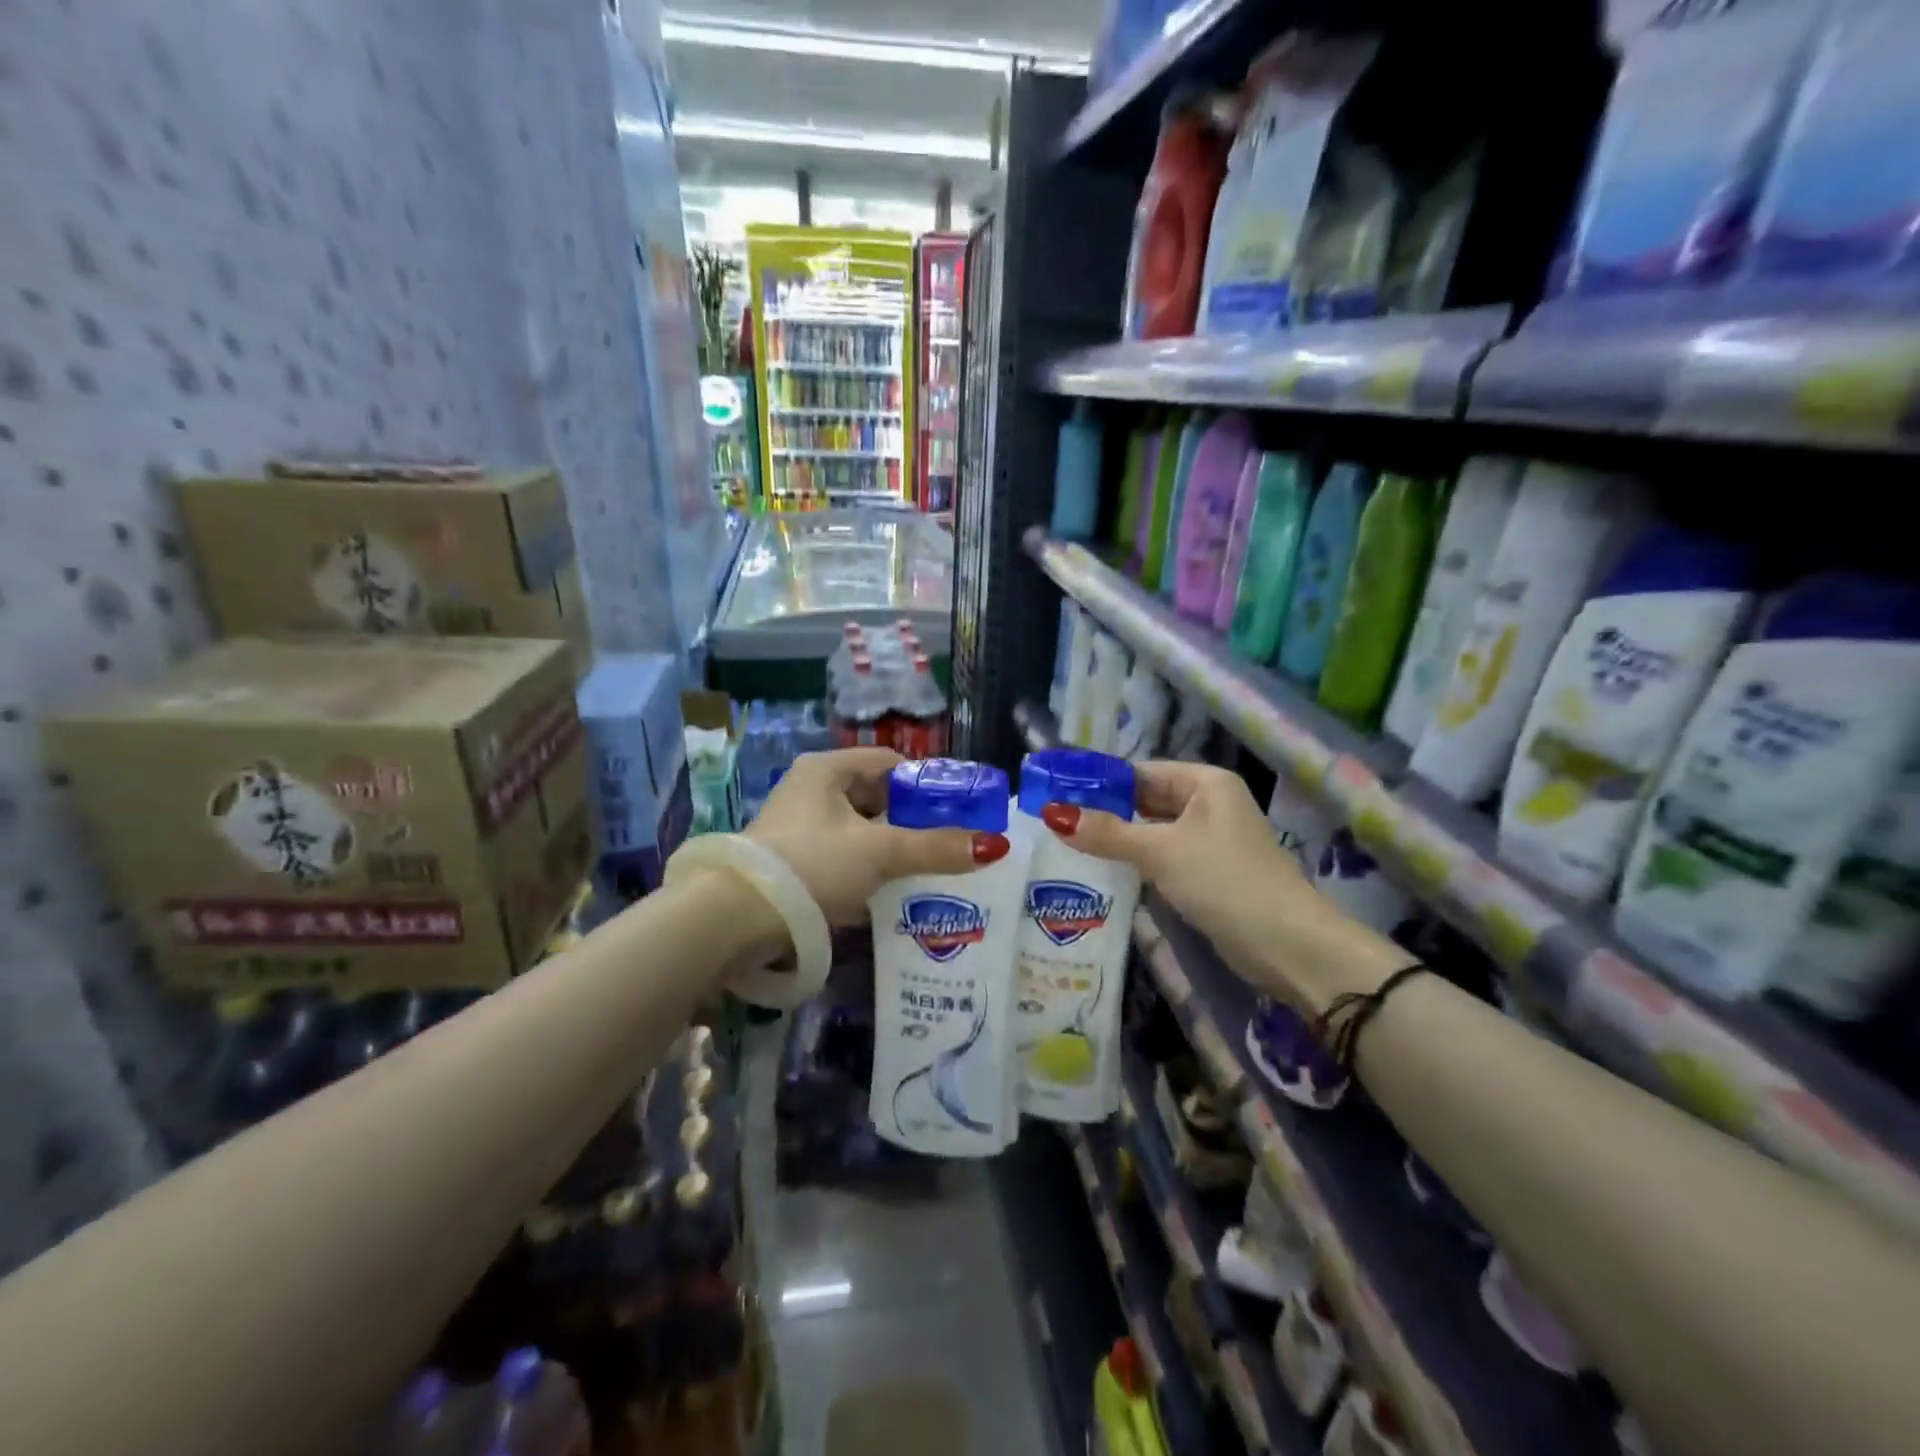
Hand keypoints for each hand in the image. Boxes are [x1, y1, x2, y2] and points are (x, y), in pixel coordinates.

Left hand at [743, 748, 1010, 924]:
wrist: (736, 919)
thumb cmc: (812, 865)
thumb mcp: (880, 852)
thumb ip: (935, 848)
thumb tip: (994, 845)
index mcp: (827, 770)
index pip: (889, 763)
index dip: (926, 782)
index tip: (958, 808)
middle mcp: (811, 791)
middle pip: (876, 798)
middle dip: (912, 820)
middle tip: (950, 842)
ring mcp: (799, 828)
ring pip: (861, 831)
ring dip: (892, 849)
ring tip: (930, 869)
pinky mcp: (793, 863)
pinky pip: (844, 857)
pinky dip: (868, 870)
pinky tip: (892, 892)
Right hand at [1038, 761, 1383, 1013]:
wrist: (1287, 945)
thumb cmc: (1225, 881)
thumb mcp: (1161, 852)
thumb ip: (1108, 833)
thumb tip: (1054, 814)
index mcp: (1206, 783)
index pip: (1141, 771)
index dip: (1100, 781)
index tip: (1056, 792)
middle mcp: (1209, 804)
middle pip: (1145, 801)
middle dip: (1105, 812)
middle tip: (1053, 821)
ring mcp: (1209, 841)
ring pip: (1152, 832)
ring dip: (1117, 840)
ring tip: (1065, 845)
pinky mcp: (1206, 874)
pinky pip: (1162, 858)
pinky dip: (1135, 863)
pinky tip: (1100, 872)